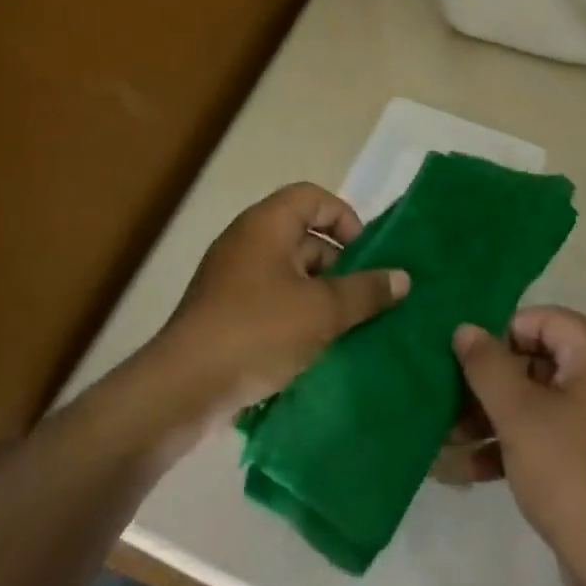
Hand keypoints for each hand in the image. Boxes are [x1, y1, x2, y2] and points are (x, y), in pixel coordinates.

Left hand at [152, 184, 407, 415]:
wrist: (183, 388)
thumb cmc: (258, 331)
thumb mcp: (324, 311)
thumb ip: (366, 291)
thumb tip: (403, 278)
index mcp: (266, 225)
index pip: (314, 198)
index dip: (345, 219)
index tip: (367, 256)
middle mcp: (247, 242)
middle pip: (304, 236)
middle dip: (339, 265)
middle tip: (364, 299)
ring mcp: (232, 279)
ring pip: (290, 274)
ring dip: (321, 296)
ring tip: (348, 328)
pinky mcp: (225, 313)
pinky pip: (272, 301)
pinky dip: (297, 315)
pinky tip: (316, 348)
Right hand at [451, 308, 585, 585]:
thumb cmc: (569, 471)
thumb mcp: (518, 414)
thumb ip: (487, 365)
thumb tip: (464, 328)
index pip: (540, 319)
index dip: (499, 334)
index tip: (465, 360)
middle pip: (534, 360)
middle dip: (487, 383)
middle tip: (446, 400)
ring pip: (535, 400)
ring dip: (490, 416)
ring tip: (444, 436)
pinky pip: (545, 433)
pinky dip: (510, 444)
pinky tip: (463, 466)